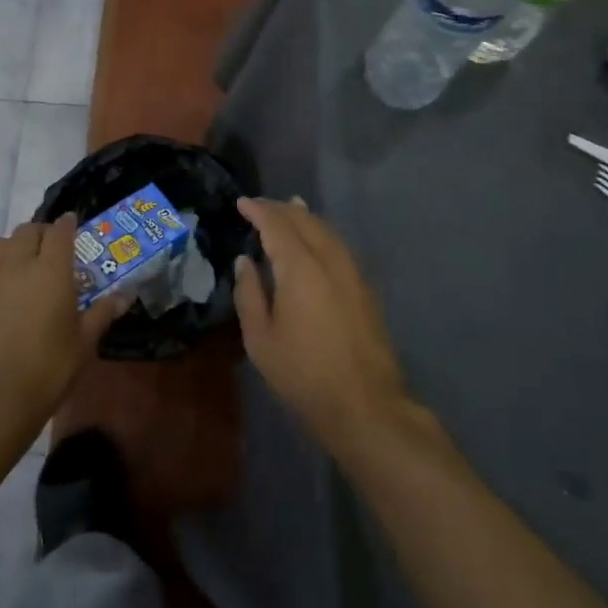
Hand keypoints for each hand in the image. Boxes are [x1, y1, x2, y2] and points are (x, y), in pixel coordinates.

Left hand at [0, 216, 125, 436]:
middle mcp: (20, 263)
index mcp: (53, 270)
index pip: (60, 232)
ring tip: (23, 262)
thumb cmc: (48, 368)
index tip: (73, 223)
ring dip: (14, 245)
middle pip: (28, 231)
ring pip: (0, 243)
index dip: (68, 224)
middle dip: (42, 233)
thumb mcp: (84, 342)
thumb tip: (125, 296)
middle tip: (52, 248)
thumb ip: (102, 313)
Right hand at [234, 197, 411, 456]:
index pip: (277, 224)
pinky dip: (322, 233)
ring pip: (326, 230)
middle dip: (281, 209)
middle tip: (259, 207)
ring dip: (305, 217)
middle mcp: (329, 259)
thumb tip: (245, 261)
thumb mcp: (261, 340)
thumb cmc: (304, 374)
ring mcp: (352, 271)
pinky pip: (338, 244)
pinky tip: (316, 240)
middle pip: (305, 220)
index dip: (258, 210)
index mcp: (301, 267)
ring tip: (291, 208)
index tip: (241, 202)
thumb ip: (249, 294)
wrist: (365, 404)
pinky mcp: (365, 286)